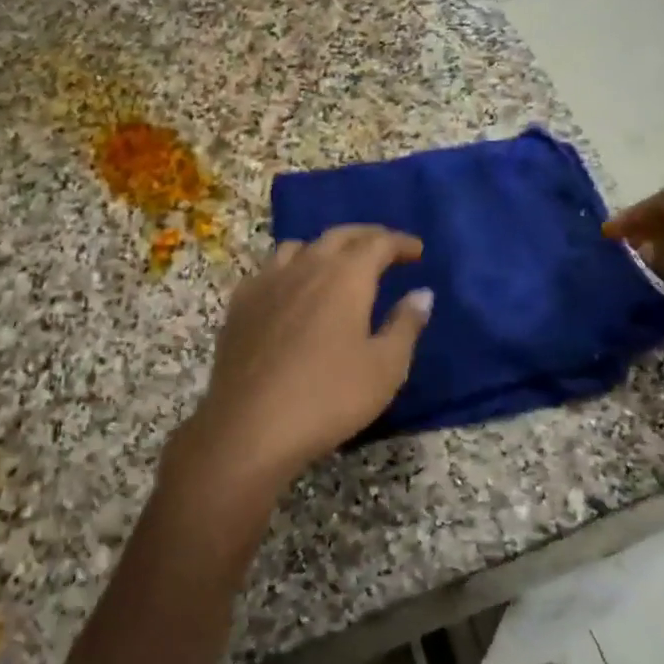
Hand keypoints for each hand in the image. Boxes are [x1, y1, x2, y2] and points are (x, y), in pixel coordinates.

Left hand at [169, 225, 430, 508]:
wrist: (250, 427)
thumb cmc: (329, 397)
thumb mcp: (386, 367)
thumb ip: (406, 325)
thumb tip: (422, 293)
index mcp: (345, 277)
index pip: (378, 243)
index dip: (400, 242)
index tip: (417, 250)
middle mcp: (306, 267)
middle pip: (339, 236)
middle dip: (366, 236)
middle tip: (385, 247)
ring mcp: (267, 282)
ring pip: (299, 247)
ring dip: (325, 248)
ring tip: (337, 265)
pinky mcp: (241, 304)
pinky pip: (269, 269)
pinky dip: (290, 268)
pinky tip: (291, 289)